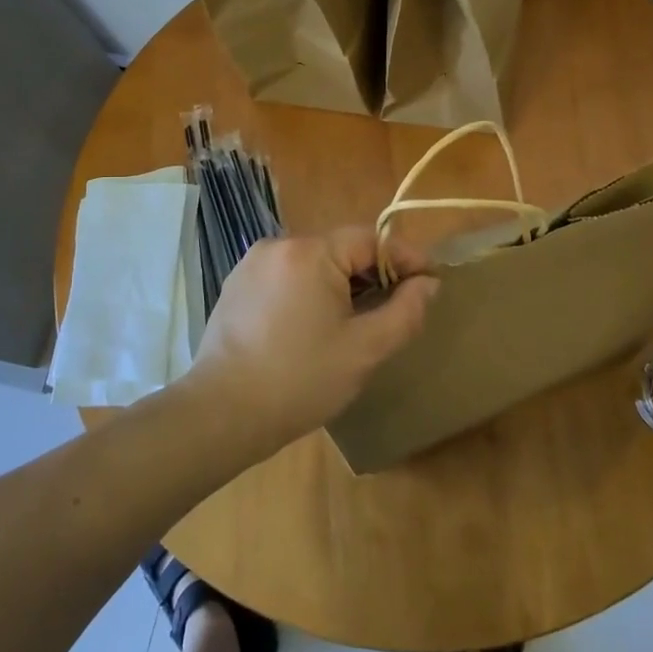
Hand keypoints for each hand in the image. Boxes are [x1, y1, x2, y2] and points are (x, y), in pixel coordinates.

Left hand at [182, 225, 439, 455]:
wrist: (222, 413)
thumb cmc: (300, 380)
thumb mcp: (365, 349)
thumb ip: (405, 311)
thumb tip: (427, 284)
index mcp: (310, 252)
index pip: (371, 239)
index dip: (404, 257)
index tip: (430, 281)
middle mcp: (278, 244)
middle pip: (340, 249)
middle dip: (373, 274)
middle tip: (396, 308)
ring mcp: (253, 264)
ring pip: (313, 263)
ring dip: (341, 284)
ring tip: (357, 321)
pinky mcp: (237, 285)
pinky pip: (287, 277)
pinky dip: (310, 291)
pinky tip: (314, 327)